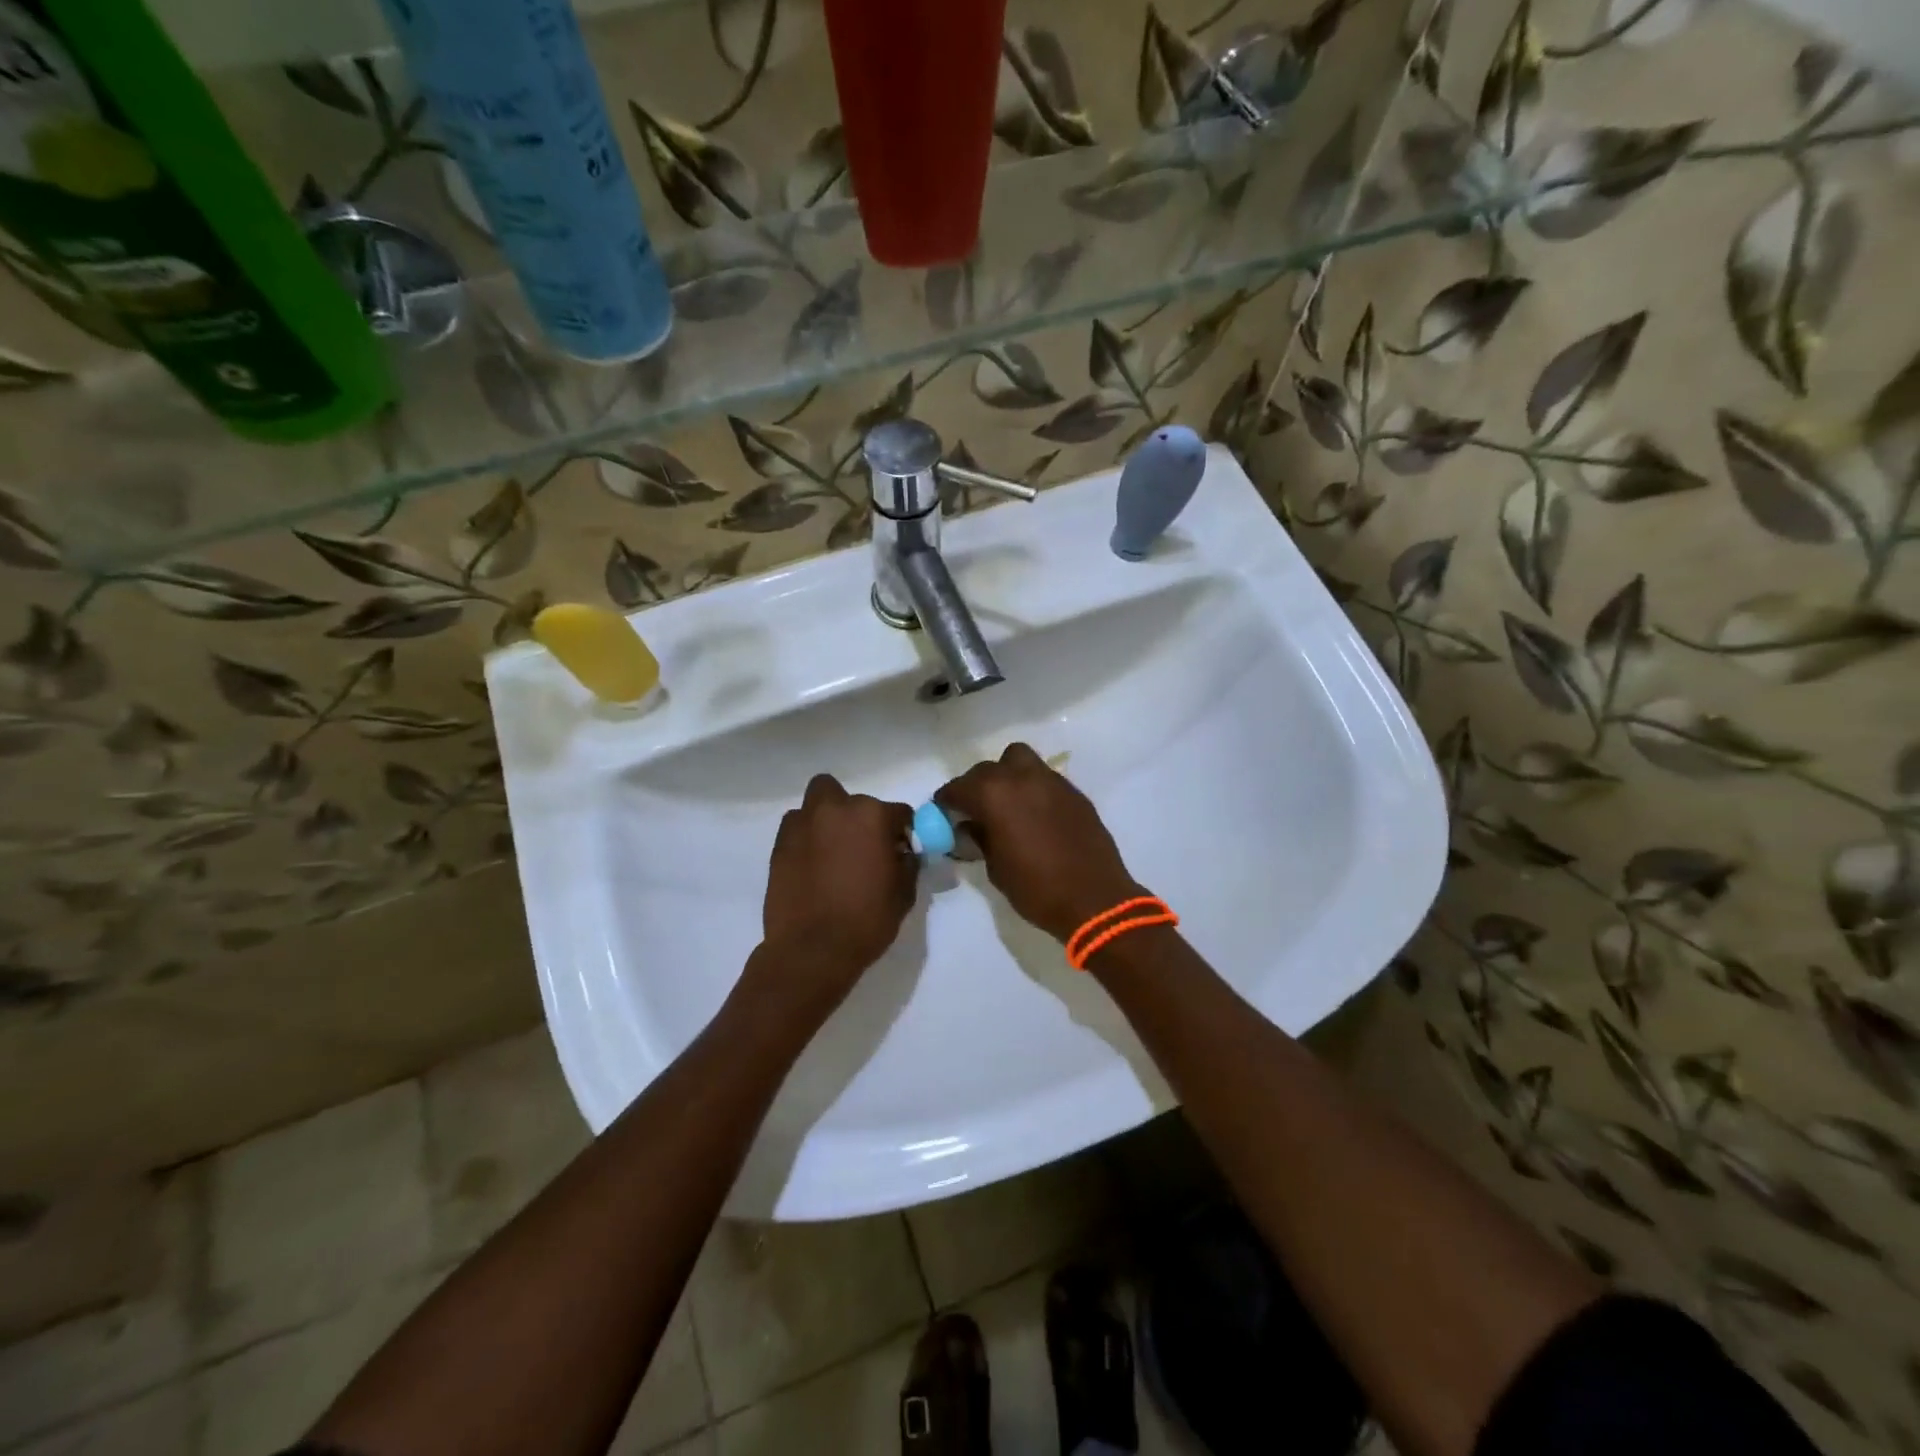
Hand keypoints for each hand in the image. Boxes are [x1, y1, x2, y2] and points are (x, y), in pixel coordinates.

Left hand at [754, 774, 916, 1014]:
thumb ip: (907, 863)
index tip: (900, 852)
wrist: (812, 950)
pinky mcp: (779, 844)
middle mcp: (836, 809)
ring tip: (833, 851)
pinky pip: (798, 827)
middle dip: (860, 816)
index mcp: (872, 816)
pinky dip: (807, 837)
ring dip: (829, 819)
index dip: (902, 833)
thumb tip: (902, 853)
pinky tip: (813, 864)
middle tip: (863, 846)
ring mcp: (803, 824)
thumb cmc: (866, 920)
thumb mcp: (904, 893)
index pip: (899, 813)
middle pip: (852, 799)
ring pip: (818, 804)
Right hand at [935, 743, 1144, 943]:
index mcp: (994, 794)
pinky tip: (1034, 814)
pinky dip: (1031, 788)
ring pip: (1019, 761)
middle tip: (974, 811)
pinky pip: (1043, 778)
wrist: (1094, 899)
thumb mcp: (995, 868)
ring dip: (1006, 776)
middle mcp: (1020, 777)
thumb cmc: (1036, 888)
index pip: (958, 788)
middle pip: (987, 769)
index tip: (944, 814)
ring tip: (1006, 803)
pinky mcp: (1073, 792)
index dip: (947, 801)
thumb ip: (980, 838)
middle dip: (975, 786)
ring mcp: (1051, 780)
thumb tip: (970, 826)